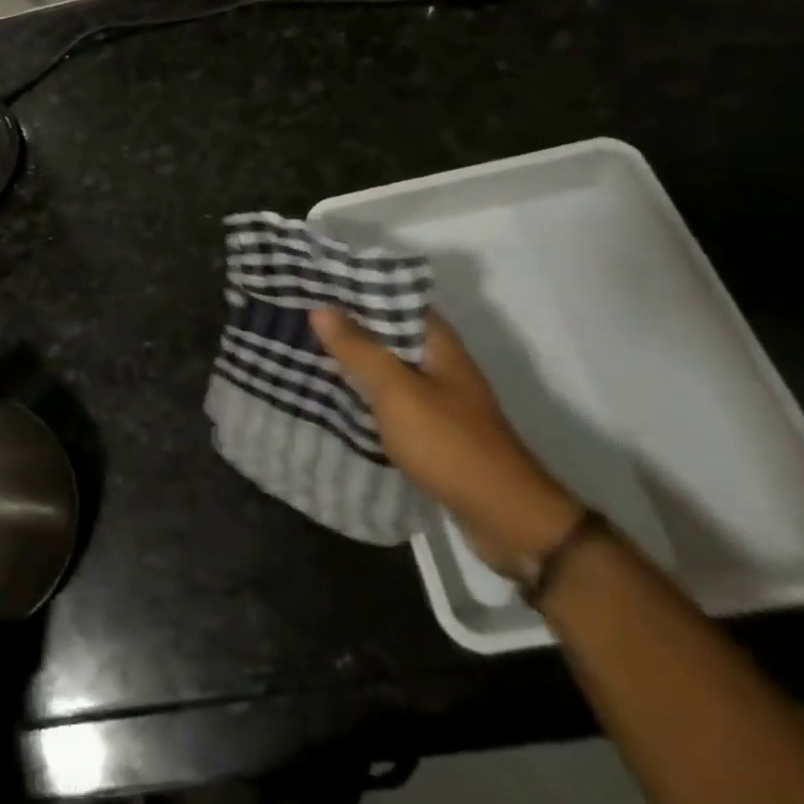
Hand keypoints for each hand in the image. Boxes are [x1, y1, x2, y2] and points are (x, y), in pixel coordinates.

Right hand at [310, 307, 581, 571]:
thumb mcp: (397, 391)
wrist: (504, 519)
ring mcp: (437, 397)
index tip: (314, 284)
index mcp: (438, 342)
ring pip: (386, 367)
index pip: (393, 299)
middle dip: (347, 325)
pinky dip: (364, 393)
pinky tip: (332, 394)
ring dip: (353, 360)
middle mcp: (440, 362)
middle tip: (298, 316)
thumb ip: (359, 349)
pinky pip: (389, 399)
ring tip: (304, 349)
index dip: (355, 289)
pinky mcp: (431, 429)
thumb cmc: (449, 443)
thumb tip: (321, 309)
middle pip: (387, 333)